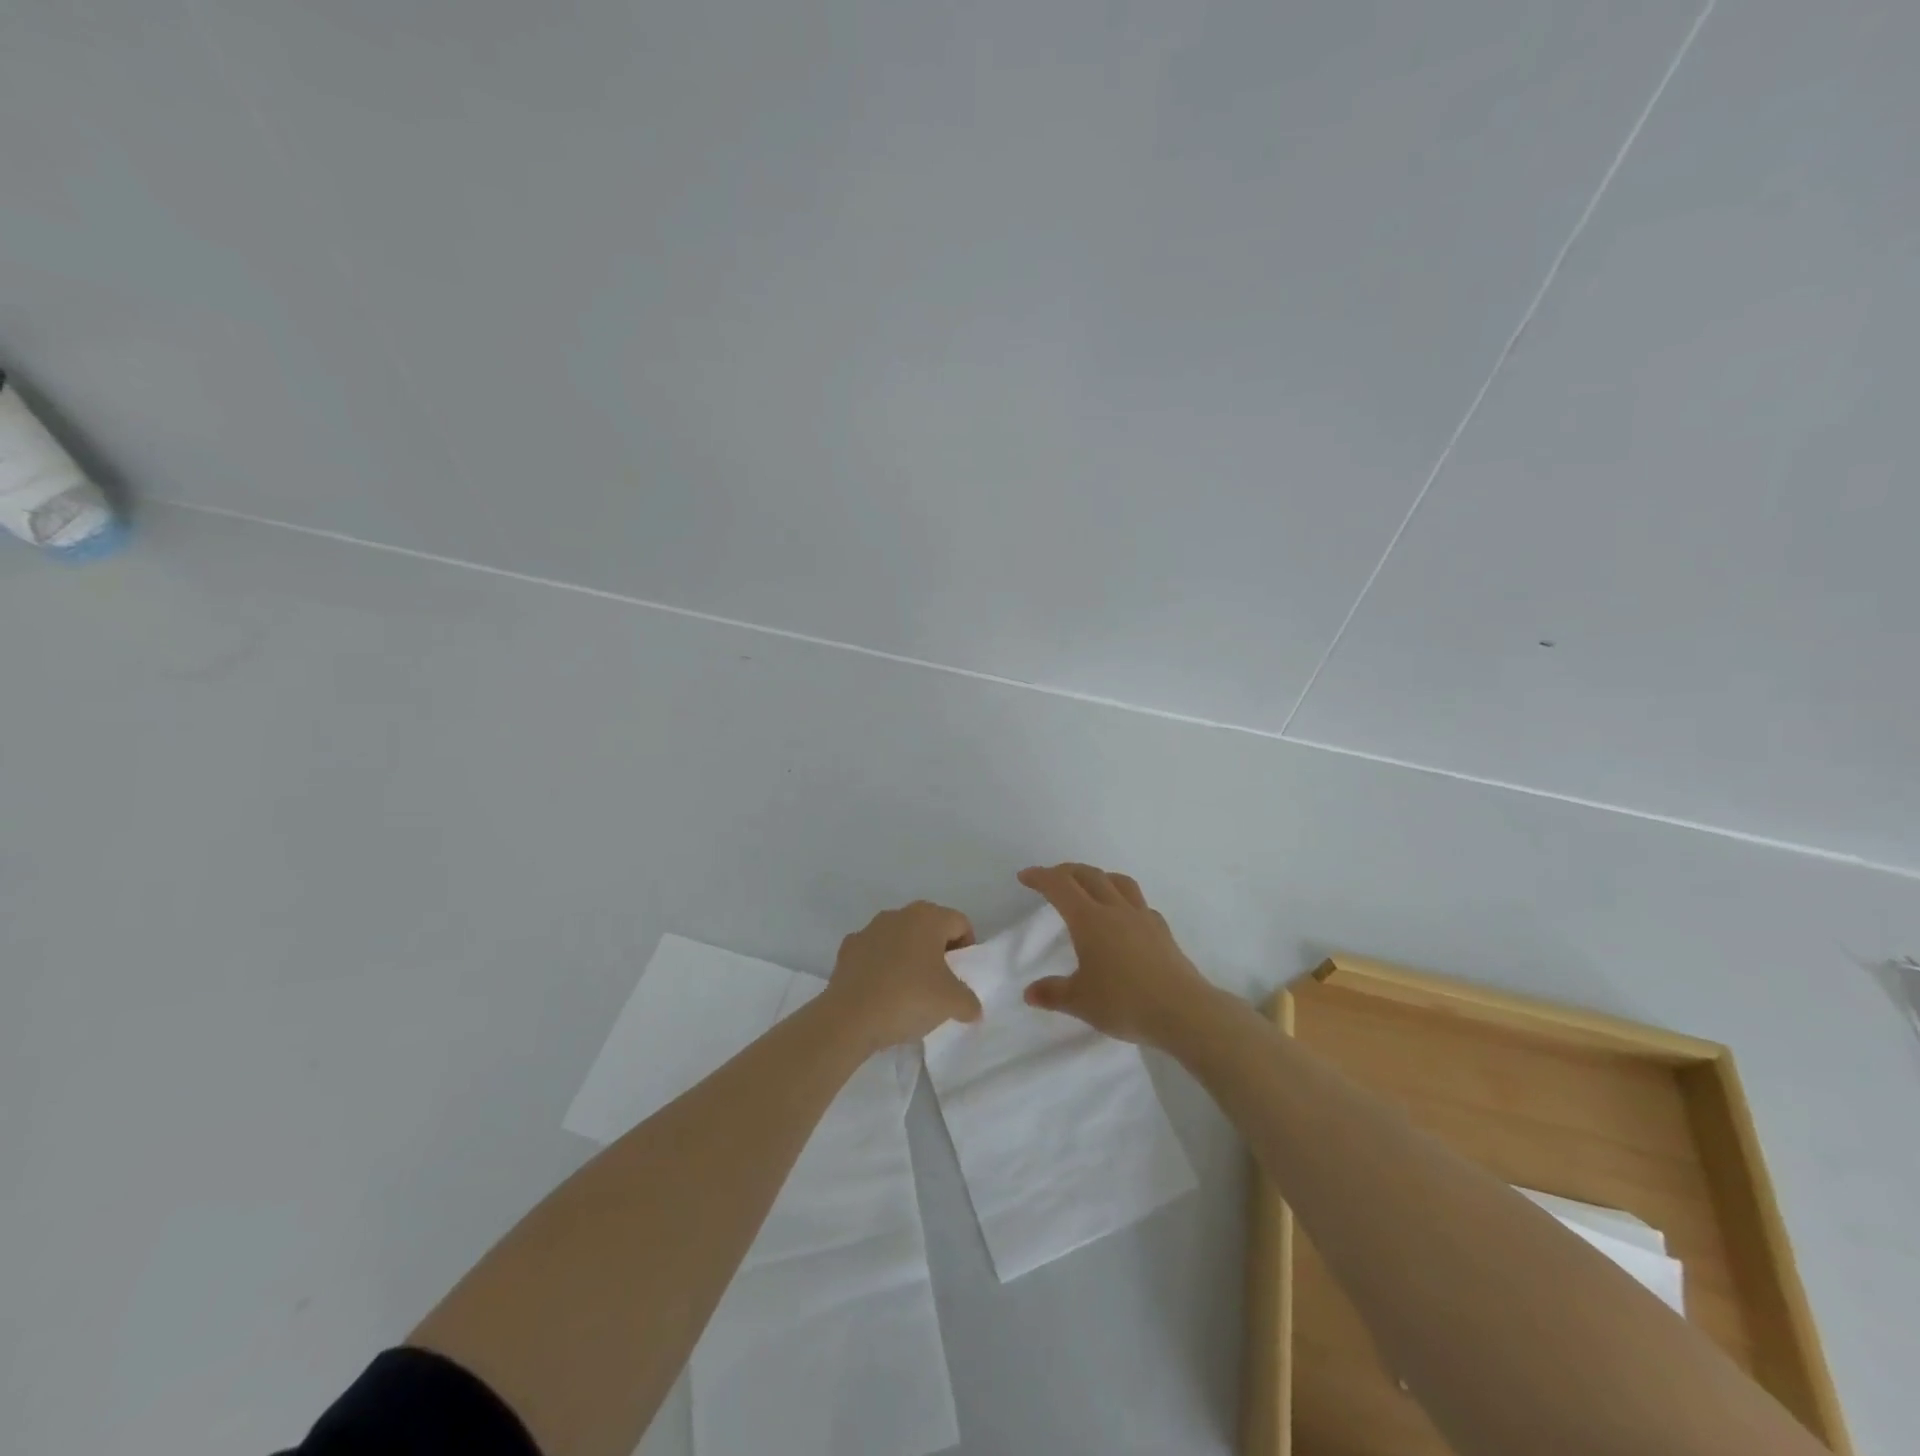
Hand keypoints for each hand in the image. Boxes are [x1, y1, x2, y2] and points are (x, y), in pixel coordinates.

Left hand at [826, 901, 981, 1049]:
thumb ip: (969, 1001)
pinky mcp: (847, 949)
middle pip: (929, 927)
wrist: (850, 1017)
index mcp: (927, 917)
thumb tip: (972, 1008)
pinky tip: (882, 992)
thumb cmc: (909, 998)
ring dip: (909, 957)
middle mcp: (898, 914)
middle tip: (941, 983)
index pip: (959, 923)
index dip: (967, 948)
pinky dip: (881, 966)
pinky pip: (874, 953)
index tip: (962, 975)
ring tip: (910, 990)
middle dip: (938, 951)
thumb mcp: (952, 1003)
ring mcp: (869, 929)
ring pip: (900, 938)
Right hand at [1018, 864, 1213, 1045]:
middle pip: (1088, 875)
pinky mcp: (1161, 930)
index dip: (1040, 877)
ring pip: (1118, 881)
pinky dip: (1123, 899)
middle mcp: (1114, 909)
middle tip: (1051, 878)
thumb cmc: (1124, 1003)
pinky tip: (1123, 916)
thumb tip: (1029, 993)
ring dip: (1098, 877)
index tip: (1025, 876)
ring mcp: (1142, 917)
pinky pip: (1139, 903)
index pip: (1059, 887)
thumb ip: (1053, 993)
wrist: (1182, 1011)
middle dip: (1066, 871)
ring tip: (1089, 886)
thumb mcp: (1080, 1002)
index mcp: (1089, 920)